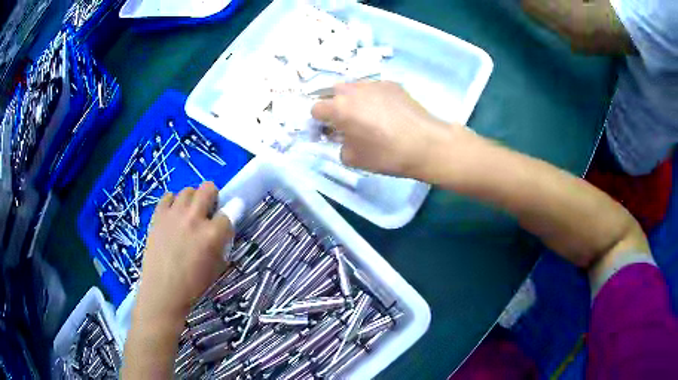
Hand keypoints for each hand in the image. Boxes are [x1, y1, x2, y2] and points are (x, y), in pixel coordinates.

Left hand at [137, 182, 233, 320]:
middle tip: (207, 212)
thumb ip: (223, 243)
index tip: (224, 223)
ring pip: (188, 190)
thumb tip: (223, 229)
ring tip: (188, 214)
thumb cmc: (193, 284)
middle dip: (212, 197)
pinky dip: (173, 202)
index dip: (228, 217)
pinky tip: (173, 215)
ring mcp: (174, 214)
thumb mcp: (217, 267)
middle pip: (208, 188)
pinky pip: (168, 196)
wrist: (163, 291)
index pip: (229, 212)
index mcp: (212, 234)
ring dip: (192, 200)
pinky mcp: (158, 215)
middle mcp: (194, 218)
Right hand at [311, 81, 465, 178]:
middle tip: (347, 121)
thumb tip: (344, 137)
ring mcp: (373, 84)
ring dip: (354, 99)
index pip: (316, 108)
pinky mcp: (391, 83)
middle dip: (335, 105)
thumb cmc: (387, 154)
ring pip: (354, 87)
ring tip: (369, 115)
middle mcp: (353, 90)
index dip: (320, 120)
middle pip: (333, 92)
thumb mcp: (353, 159)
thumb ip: (340, 144)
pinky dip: (373, 97)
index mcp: (339, 108)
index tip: (330, 130)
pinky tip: (388, 112)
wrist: (426, 144)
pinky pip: (373, 88)